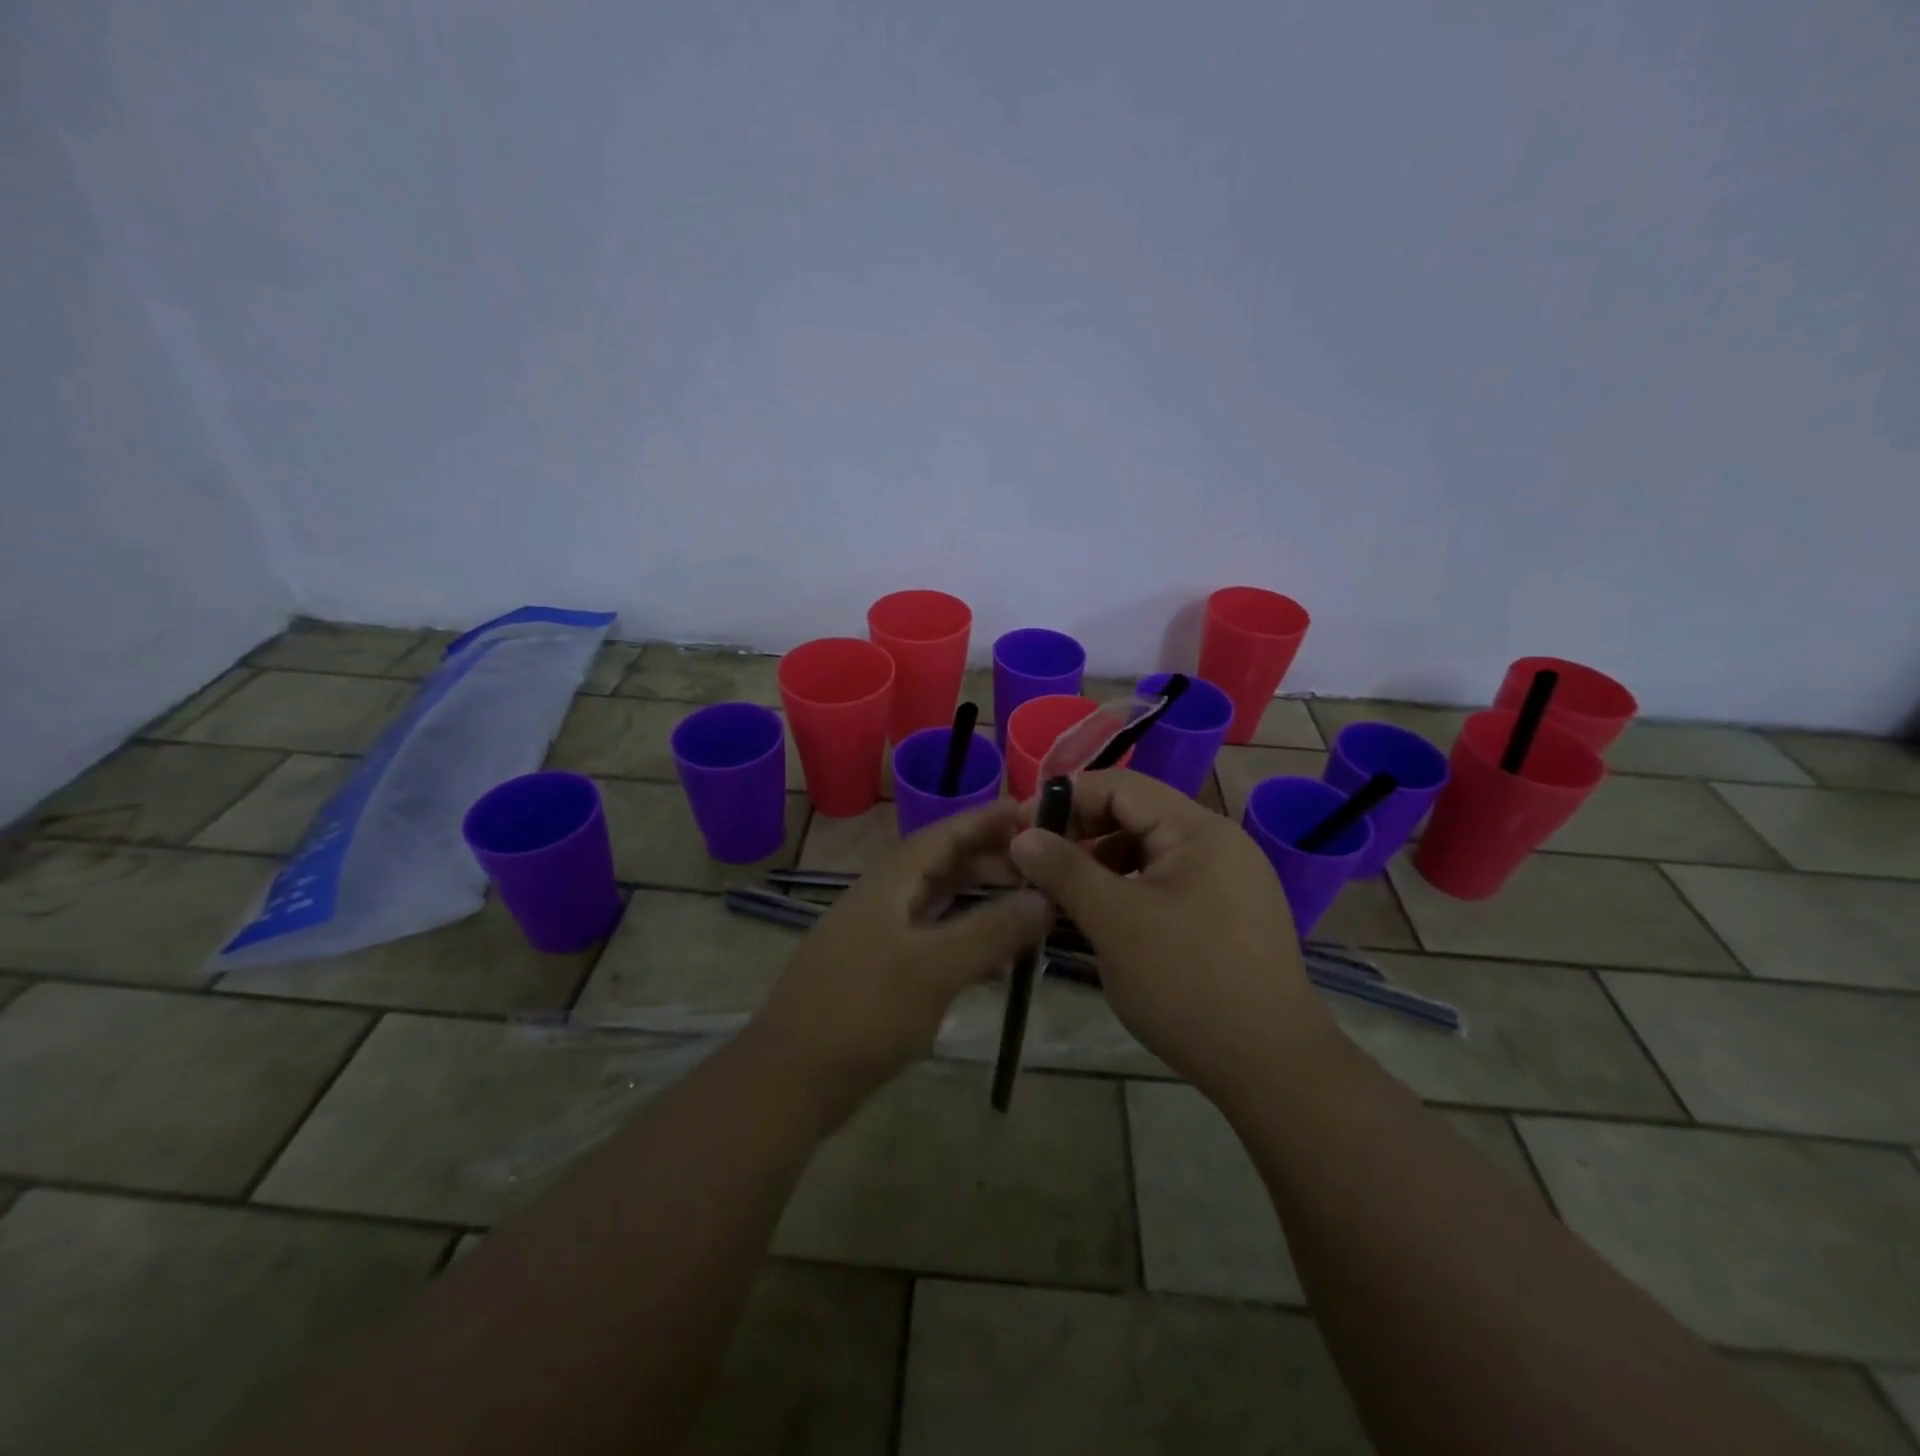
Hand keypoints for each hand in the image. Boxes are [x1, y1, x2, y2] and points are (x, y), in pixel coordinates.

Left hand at [747, 801, 1048, 1127]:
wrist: (790, 1081)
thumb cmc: (864, 1012)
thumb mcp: (935, 968)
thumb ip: (991, 930)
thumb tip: (1044, 898)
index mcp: (888, 883)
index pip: (943, 834)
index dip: (985, 820)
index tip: (1030, 811)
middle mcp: (880, 901)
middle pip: (940, 865)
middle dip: (988, 860)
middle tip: (1039, 864)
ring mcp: (875, 938)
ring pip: (935, 905)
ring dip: (978, 901)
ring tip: (1026, 906)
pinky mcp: (876, 975)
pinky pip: (929, 941)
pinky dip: (963, 941)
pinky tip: (994, 965)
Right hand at [1009, 769, 1334, 1102]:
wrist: (1273, 1069)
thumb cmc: (1188, 985)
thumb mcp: (1115, 923)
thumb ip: (1066, 870)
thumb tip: (1022, 836)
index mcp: (1197, 830)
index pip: (1120, 786)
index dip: (1067, 799)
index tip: (1020, 830)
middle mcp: (1217, 842)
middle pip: (1135, 814)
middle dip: (1081, 833)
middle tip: (1036, 866)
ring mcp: (1226, 879)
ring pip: (1147, 851)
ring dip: (1100, 863)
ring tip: (1063, 896)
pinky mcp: (1225, 913)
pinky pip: (1164, 882)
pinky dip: (1127, 889)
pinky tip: (1103, 919)